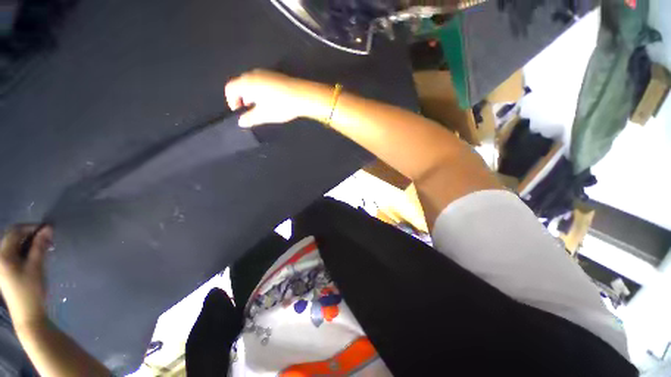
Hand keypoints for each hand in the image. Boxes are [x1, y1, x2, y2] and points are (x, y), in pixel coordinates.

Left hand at [0, 225, 51, 328]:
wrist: (27, 314)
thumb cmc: (31, 290)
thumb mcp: (36, 267)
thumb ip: (40, 246)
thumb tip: (47, 228)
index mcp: (3, 255)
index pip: (15, 232)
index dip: (30, 227)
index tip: (47, 230)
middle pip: (13, 238)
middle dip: (30, 235)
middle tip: (47, 239)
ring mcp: (1, 266)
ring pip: (14, 246)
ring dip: (28, 243)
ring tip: (44, 247)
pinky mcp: (6, 271)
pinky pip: (14, 254)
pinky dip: (25, 251)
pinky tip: (35, 256)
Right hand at [225, 69, 330, 127]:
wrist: (303, 96)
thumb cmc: (280, 106)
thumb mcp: (264, 115)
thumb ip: (250, 118)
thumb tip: (241, 122)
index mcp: (247, 83)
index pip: (230, 88)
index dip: (231, 101)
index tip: (240, 112)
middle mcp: (253, 74)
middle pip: (240, 84)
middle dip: (242, 98)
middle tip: (250, 111)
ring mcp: (265, 72)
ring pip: (252, 83)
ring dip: (252, 95)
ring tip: (261, 107)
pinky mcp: (276, 75)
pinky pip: (262, 81)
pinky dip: (261, 91)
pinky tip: (271, 101)